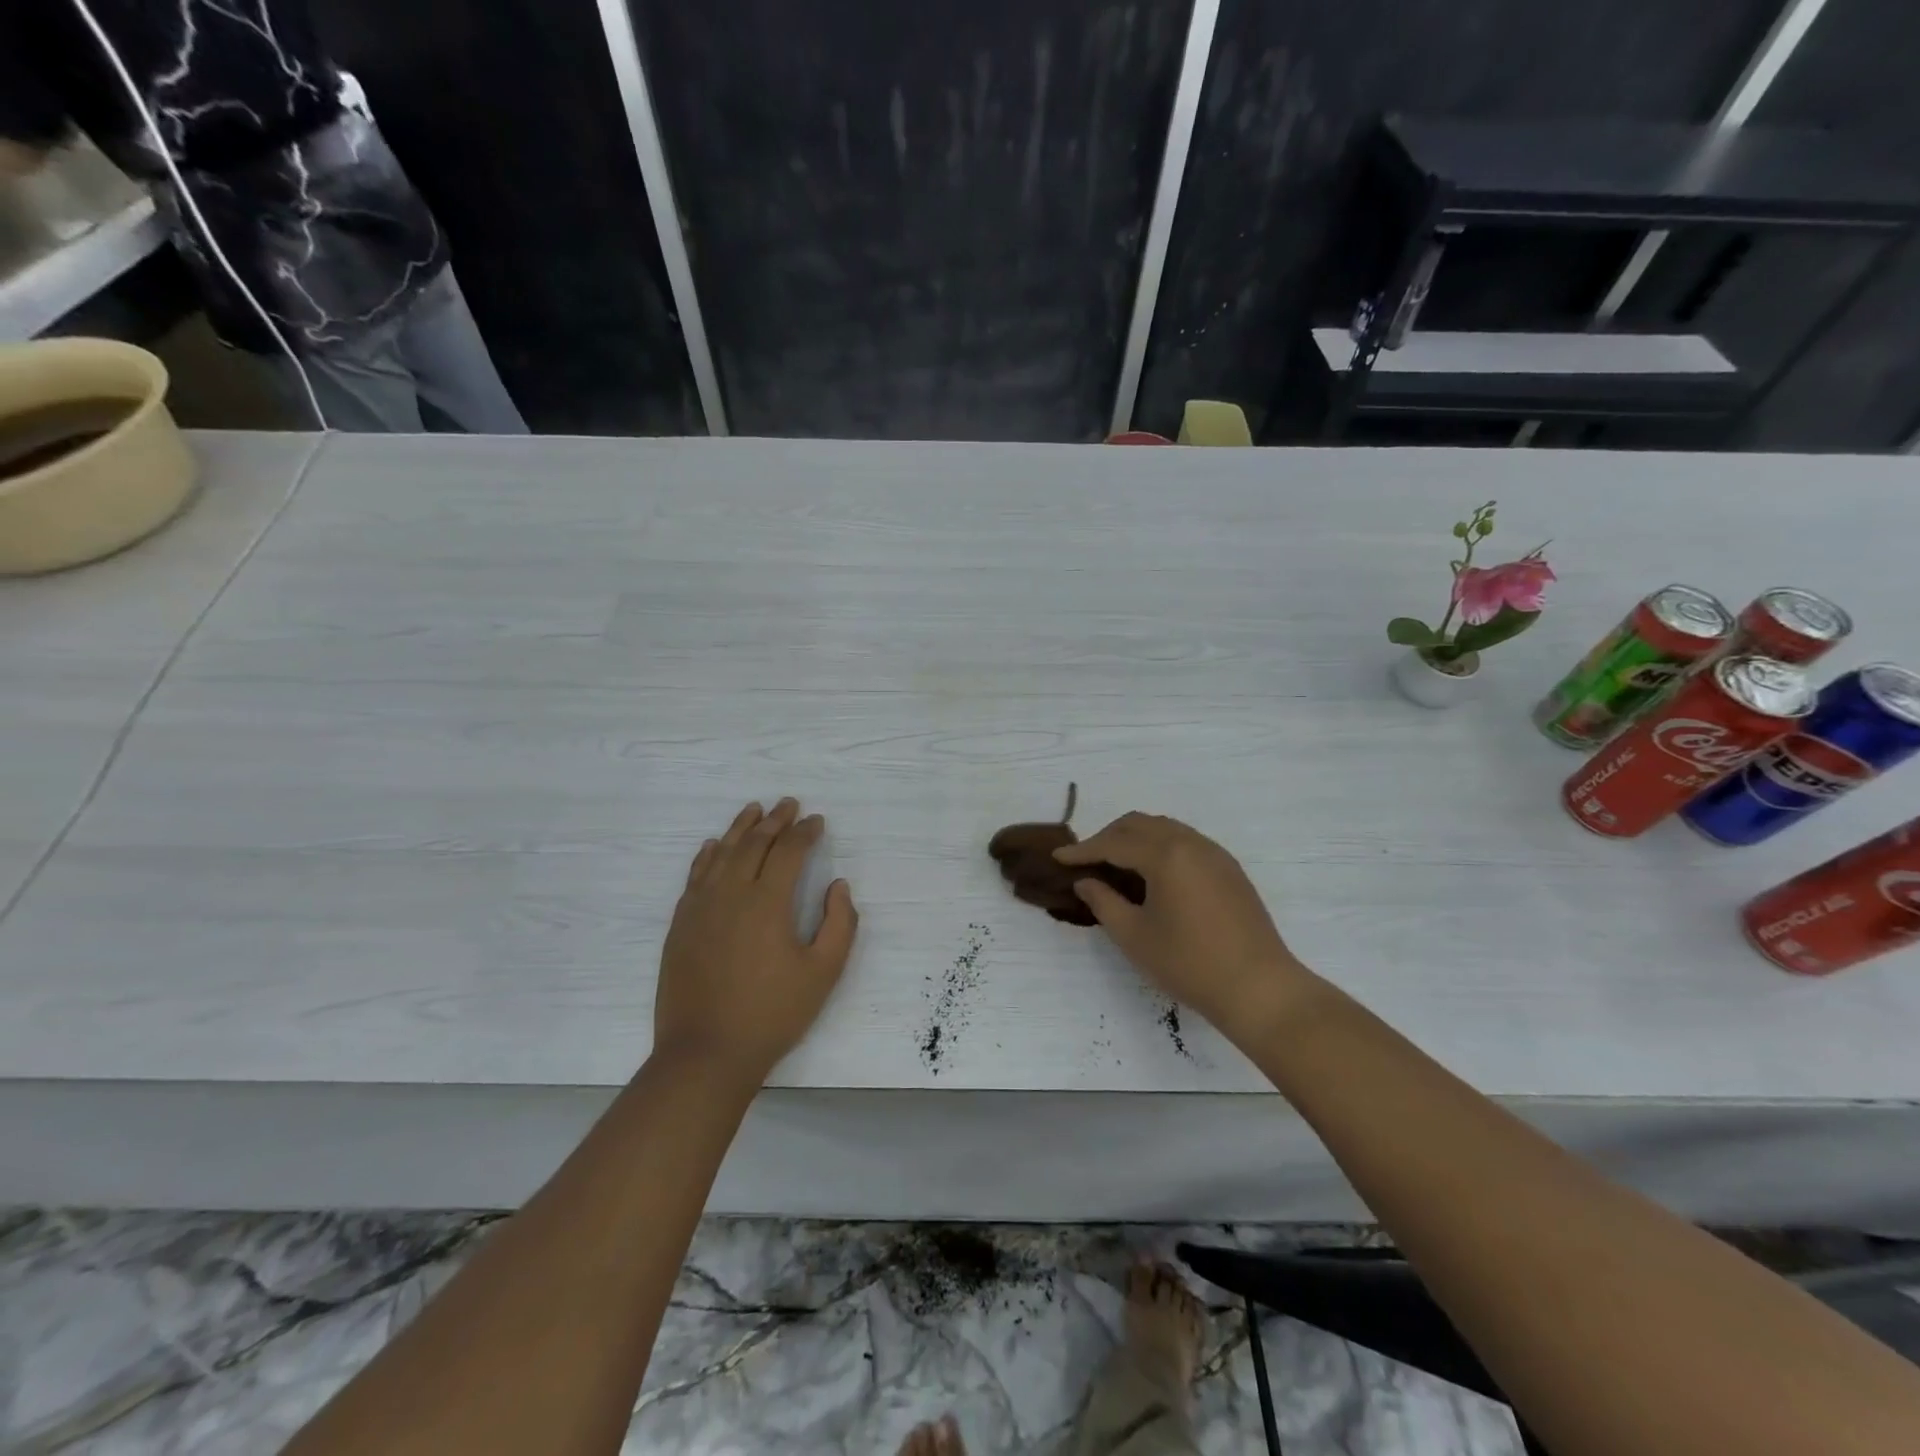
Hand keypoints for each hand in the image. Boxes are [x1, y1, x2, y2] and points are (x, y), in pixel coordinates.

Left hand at [655, 798, 857, 1082]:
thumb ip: (840, 924)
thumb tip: (838, 886)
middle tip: (789, 803)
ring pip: (722, 853)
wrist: (706, 1052)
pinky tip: (714, 845)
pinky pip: (696, 875)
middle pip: (754, 843)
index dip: (805, 832)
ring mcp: (701, 907)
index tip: (817, 821)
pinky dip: (708, 854)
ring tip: (754, 809)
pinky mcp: (681, 924)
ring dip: (741, 827)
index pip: (789, 851)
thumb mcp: (823, 973)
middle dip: (775, 820)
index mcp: (768, 902)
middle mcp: (731, 893)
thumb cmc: (772, 1013)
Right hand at [1054, 813, 1316, 1043]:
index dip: (1083, 850)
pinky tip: (1152, 875)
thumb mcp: (1134, 936)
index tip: (1058, 857)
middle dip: (1108, 837)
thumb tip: (1086, 881)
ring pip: (1165, 828)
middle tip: (1086, 860)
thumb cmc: (1189, 964)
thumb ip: (1104, 901)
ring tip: (1116, 865)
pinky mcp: (1229, 869)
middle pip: (1139, 824)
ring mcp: (1215, 854)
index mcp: (1165, 855)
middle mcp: (1191, 843)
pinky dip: (1160, 847)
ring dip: (1135, 839)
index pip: (1114, 843)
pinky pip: (1186, 842)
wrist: (1259, 988)